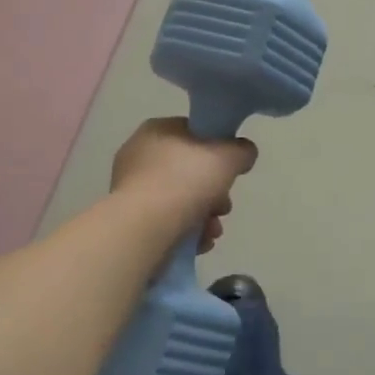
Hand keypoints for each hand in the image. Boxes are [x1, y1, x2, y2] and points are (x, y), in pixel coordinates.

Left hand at [110, 118, 257, 250]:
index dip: (217, 148)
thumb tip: (243, 152)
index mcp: (157, 131)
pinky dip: (187, 231)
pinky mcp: (131, 221)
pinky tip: (200, 243)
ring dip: (205, 215)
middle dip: (214, 191)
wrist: (144, 229)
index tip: (231, 169)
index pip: (193, 132)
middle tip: (224, 206)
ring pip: (180, 199)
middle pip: (189, 170)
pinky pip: (167, 221)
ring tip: (213, 231)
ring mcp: (131, 190)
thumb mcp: (227, 157)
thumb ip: (241, 151)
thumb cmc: (185, 181)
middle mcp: (139, 156)